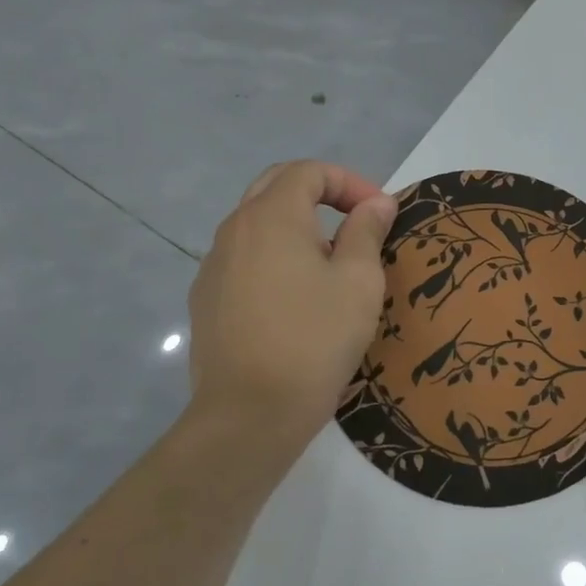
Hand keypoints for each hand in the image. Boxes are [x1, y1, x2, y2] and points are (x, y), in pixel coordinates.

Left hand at [186, 161, 396, 471]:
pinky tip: (296, 299)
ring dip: (297, 228)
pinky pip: (244, 260)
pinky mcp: (207, 300)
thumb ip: (367, 232)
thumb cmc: (315, 339)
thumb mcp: (359, 281)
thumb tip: (375, 204)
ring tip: (331, 264)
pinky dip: (274, 259)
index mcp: (271, 216)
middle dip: (319, 194)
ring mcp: (213, 266)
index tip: (379, 214)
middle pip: (275, 187)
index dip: (349, 182)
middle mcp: (234, 230)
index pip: (308, 171)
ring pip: (257, 225)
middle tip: (354, 222)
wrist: (250, 413)